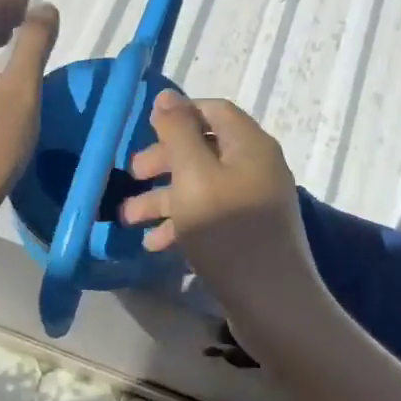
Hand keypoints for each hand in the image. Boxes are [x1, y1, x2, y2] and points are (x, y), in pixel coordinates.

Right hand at [118, 92, 328, 329]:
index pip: (213, 111)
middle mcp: (256, 167)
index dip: (179, 114)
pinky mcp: (249, 234)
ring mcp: (254, 202)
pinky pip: (210, 215)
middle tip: (132, 174)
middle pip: (204, 148)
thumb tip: (167, 96)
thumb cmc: (228, 232)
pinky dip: (182, 223)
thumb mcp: (194, 175)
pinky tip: (155, 244)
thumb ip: (178, 132)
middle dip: (164, 160)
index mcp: (250, 145)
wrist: (272, 304)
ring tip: (128, 218)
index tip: (145, 129)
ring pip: (201, 185)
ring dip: (164, 197)